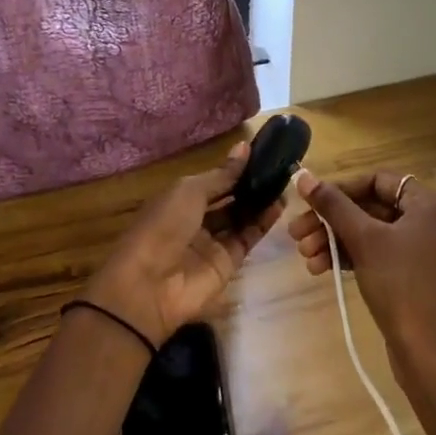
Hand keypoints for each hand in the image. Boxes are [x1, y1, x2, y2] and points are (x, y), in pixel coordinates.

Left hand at [84, 142, 285, 345]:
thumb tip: (245, 148)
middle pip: (228, 200)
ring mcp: (212, 242)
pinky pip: (248, 238)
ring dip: (260, 202)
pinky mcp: (228, 263)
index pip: (213, 181)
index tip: (263, 153)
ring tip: (285, 183)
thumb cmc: (163, 226)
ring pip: (241, 218)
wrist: (150, 286)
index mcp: (179, 199)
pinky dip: (263, 222)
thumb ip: (221, 175)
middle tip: (280, 168)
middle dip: (251, 185)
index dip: (235, 169)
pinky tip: (280, 205)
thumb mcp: (189, 192)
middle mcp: (196, 219)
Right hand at [289, 171, 435, 434]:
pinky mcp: (414, 276)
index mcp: (430, 204)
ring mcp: (424, 251)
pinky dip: (350, 258)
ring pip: (370, 234)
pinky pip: (378, 255)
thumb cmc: (402, 286)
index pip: (378, 181)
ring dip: (335, 241)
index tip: (309, 203)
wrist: (433, 354)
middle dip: (331, 221)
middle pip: (371, 208)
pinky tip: (320, 269)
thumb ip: (333, 205)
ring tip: (304, 257)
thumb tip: (302, 174)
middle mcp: (431, 221)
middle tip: (296, 235)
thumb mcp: (365, 240)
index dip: (341, 189)